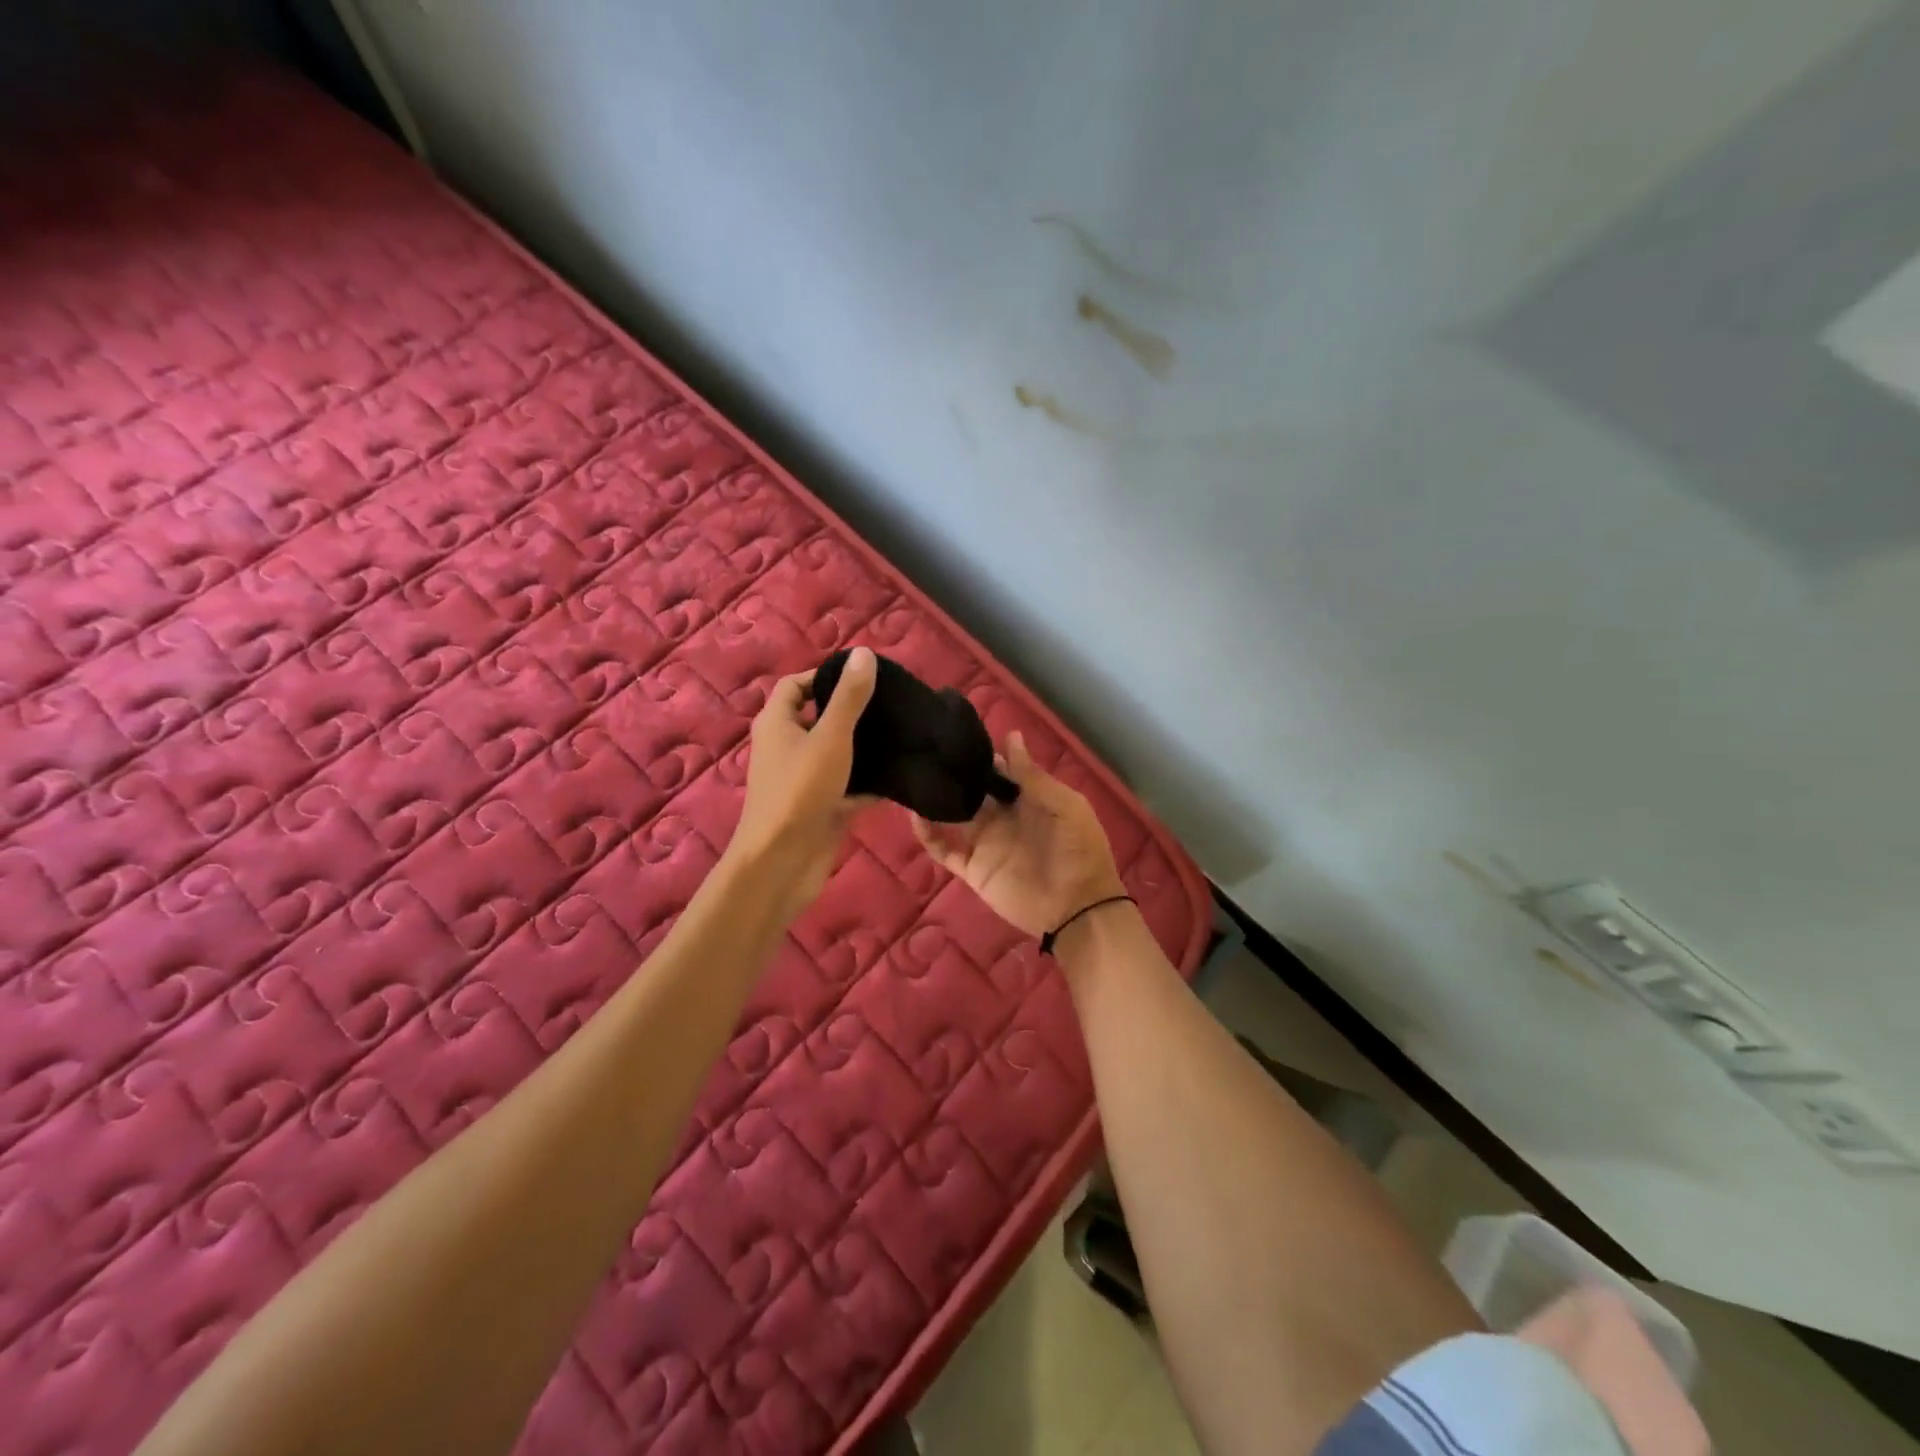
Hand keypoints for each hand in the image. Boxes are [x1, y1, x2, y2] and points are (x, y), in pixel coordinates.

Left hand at [729, 646, 877, 917]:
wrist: (783, 862)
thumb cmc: (801, 791)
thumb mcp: (830, 737)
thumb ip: (849, 697)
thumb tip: (864, 653)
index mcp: (777, 723)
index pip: (796, 685)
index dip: (825, 676)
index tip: (863, 677)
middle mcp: (786, 747)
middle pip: (819, 718)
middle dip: (853, 711)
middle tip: (892, 704)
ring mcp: (804, 779)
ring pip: (837, 754)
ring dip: (865, 747)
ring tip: (903, 734)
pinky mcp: (821, 807)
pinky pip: (849, 786)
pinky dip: (870, 782)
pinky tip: (902, 775)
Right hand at [912, 732, 1125, 937]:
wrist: (1078, 908)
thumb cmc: (1079, 851)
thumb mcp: (1065, 806)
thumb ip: (1032, 776)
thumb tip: (1011, 736)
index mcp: (1028, 799)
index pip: (999, 770)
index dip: (982, 755)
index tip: (957, 735)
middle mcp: (1003, 817)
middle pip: (972, 790)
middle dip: (955, 773)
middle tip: (929, 752)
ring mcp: (985, 842)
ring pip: (953, 814)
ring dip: (936, 799)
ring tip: (915, 776)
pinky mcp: (972, 867)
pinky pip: (944, 849)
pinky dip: (927, 834)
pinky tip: (915, 814)